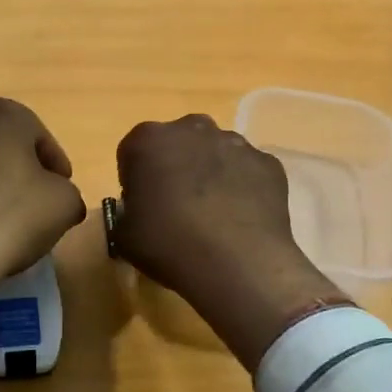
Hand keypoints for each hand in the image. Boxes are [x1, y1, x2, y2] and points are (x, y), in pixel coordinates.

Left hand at [0, 98, 86, 340]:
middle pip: (1, 144)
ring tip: (4, 219)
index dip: (55, 164)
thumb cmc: (12, 216)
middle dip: (19, 169)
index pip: (38, 134)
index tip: (62, 190)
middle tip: (35, 202)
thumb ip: (68, 192)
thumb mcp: (64, 203)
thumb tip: (59, 199)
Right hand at [113, 115, 342, 371]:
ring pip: (215, 153)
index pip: (134, 152)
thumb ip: (125, 212)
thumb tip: (139, 210)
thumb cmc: (169, 245)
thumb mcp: (124, 236)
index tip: (143, 205)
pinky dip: (243, 186)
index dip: (136, 179)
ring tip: (213, 215)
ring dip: (210, 174)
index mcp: (148, 139)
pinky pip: (247, 170)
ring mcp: (234, 142)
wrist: (238, 263)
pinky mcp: (267, 161)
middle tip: (176, 207)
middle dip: (175, 166)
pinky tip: (240, 218)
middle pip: (177, 143)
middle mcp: (191, 128)